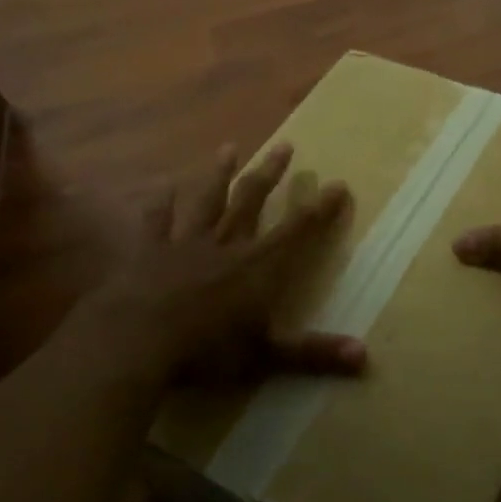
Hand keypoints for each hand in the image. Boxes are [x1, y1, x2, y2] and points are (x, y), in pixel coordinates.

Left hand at [79, 142, 364, 389]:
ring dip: (219, 174)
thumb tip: (364, 355)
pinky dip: (161, 203)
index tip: (338, 184)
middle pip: (252, 202)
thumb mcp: (265, 357)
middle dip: (271, 174)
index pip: (297, 231)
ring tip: (230, 147)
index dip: (320, 209)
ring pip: (207, 201)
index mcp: (257, 268)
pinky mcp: (149, 252)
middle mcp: (226, 246)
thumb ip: (313, 354)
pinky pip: (157, 220)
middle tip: (285, 145)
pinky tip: (165, 185)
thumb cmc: (205, 351)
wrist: (135, 343)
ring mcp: (185, 244)